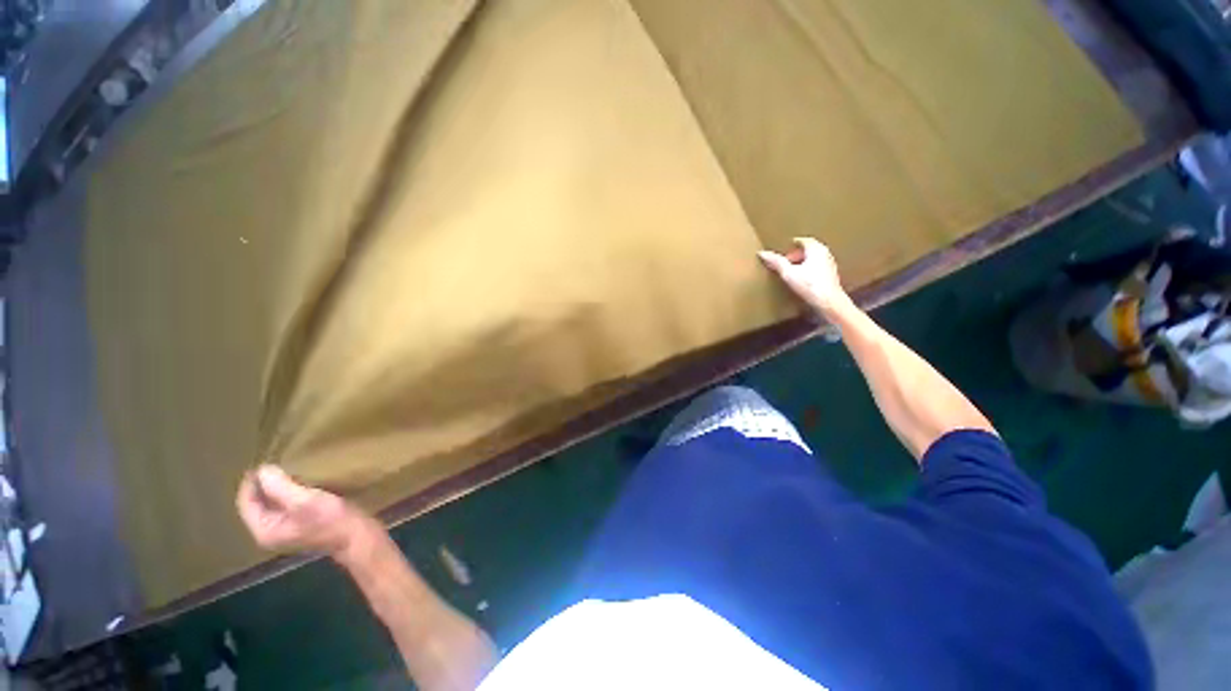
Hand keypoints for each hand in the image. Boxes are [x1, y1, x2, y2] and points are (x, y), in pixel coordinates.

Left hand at [236, 465, 370, 556]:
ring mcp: (286, 528)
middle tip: (274, 463)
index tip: (263, 462)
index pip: (246, 504)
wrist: (356, 534)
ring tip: (287, 469)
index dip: (251, 483)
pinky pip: (286, 504)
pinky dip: (289, 491)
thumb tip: (264, 469)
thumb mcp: (304, 501)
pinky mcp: (301, 523)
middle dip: (263, 484)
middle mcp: (270, 531)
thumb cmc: (329, 519)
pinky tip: (301, 481)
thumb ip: (280, 486)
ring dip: (277, 487)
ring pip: (272, 503)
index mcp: (264, 530)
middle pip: (258, 504)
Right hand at [758, 237, 853, 316]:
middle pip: (810, 250)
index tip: (786, 247)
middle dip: (797, 254)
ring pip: (814, 259)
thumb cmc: (810, 285)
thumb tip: (762, 253)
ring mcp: (830, 266)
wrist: (829, 302)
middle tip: (786, 260)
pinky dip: (809, 270)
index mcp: (816, 249)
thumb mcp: (788, 273)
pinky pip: (818, 269)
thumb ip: (776, 262)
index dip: (794, 243)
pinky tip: (802, 280)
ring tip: (792, 270)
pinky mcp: (831, 277)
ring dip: (803, 263)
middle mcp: (825, 254)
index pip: (804, 241)